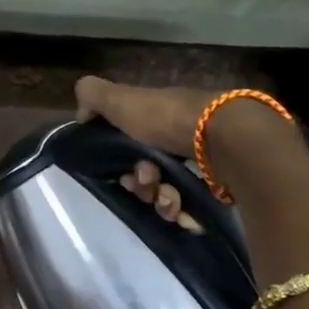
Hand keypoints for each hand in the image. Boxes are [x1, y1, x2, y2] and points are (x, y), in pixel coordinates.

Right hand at [74, 76, 211, 230]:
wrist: (227, 140)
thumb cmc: (169, 119)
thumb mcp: (123, 99)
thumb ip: (94, 97)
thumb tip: (81, 114)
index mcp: (157, 121)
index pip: (129, 147)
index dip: (118, 162)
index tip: (120, 170)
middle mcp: (179, 141)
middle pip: (147, 175)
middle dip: (140, 185)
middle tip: (147, 180)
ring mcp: (201, 166)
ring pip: (166, 196)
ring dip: (160, 201)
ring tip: (170, 197)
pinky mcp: (218, 189)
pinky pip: (190, 210)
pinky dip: (183, 212)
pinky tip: (185, 209)